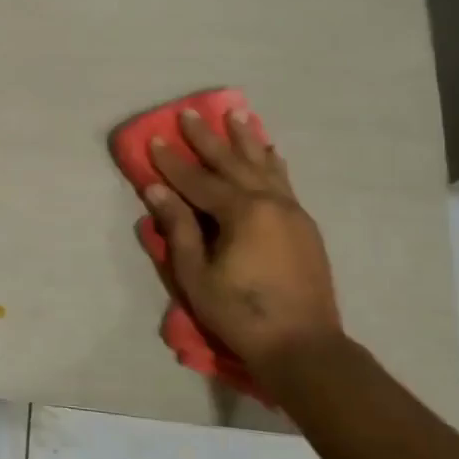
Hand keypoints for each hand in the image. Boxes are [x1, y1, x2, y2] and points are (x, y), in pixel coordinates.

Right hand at [143, 109, 342, 394]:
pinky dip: (272, 162)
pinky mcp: (304, 226)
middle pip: (233, 163)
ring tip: (237, 113)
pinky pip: (284, 182)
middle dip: (209, 137)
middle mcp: (270, 202)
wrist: (303, 346)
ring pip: (264, 166)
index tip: (154, 138)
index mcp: (242, 212)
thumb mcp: (197, 275)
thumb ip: (178, 228)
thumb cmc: (240, 313)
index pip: (199, 180)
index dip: (172, 161)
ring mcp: (292, 212)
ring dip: (246, 139)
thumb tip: (157, 190)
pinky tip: (270, 152)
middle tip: (190, 112)